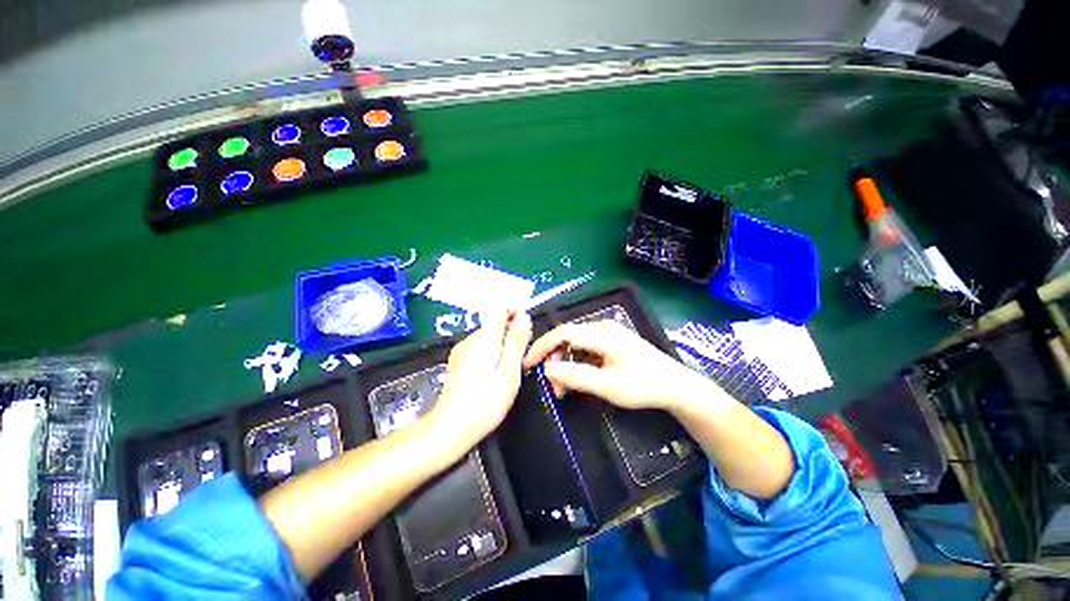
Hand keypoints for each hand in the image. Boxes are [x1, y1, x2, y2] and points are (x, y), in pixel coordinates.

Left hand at [427, 310, 531, 449]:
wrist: (451, 428)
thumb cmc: (486, 402)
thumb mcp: (509, 371)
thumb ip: (516, 342)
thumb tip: (524, 316)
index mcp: (484, 339)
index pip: (499, 309)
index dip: (515, 312)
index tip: (527, 329)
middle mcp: (470, 340)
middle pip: (494, 323)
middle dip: (511, 333)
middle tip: (524, 354)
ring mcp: (461, 351)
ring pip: (488, 337)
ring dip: (503, 344)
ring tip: (512, 366)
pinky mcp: (458, 362)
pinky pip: (480, 348)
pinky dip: (492, 353)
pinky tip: (496, 373)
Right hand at [524, 320, 704, 411]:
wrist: (677, 386)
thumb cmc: (645, 386)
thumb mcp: (608, 386)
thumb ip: (576, 376)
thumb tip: (547, 368)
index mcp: (602, 333)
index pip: (563, 333)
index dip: (542, 346)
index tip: (528, 364)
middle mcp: (602, 327)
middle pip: (567, 337)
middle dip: (554, 359)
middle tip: (554, 387)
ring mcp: (608, 333)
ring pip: (575, 344)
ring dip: (565, 363)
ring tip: (565, 388)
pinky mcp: (611, 342)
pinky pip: (585, 348)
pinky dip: (576, 363)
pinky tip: (577, 378)